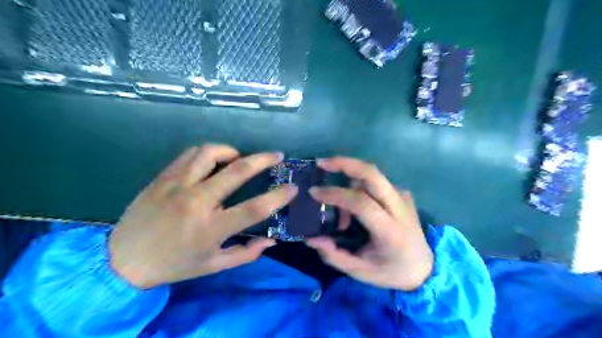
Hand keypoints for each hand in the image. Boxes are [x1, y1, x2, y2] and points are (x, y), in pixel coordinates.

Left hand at [110, 145, 298, 288]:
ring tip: (238, 158)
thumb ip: (246, 254)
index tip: (293, 188)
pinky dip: (207, 153)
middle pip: (237, 171)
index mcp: (211, 228)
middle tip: (276, 155)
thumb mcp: (213, 266)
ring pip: (210, 153)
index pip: (254, 208)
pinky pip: (189, 154)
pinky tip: (212, 162)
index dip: (278, 196)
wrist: (123, 260)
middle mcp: (196, 202)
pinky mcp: (163, 178)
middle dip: (263, 159)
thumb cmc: (174, 264)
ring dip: (231, 152)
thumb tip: (271, 241)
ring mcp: (177, 186)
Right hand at [306, 157, 432, 290]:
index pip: (361, 202)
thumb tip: (310, 239)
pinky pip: (377, 182)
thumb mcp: (360, 272)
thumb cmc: (391, 272)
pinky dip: (359, 184)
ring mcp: (403, 197)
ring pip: (372, 175)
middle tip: (321, 163)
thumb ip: (334, 255)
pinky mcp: (403, 194)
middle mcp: (399, 207)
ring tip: (338, 200)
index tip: (313, 192)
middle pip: (372, 173)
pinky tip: (353, 201)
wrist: (425, 268)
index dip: (335, 194)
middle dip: (344, 163)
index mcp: (390, 230)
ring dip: (349, 179)